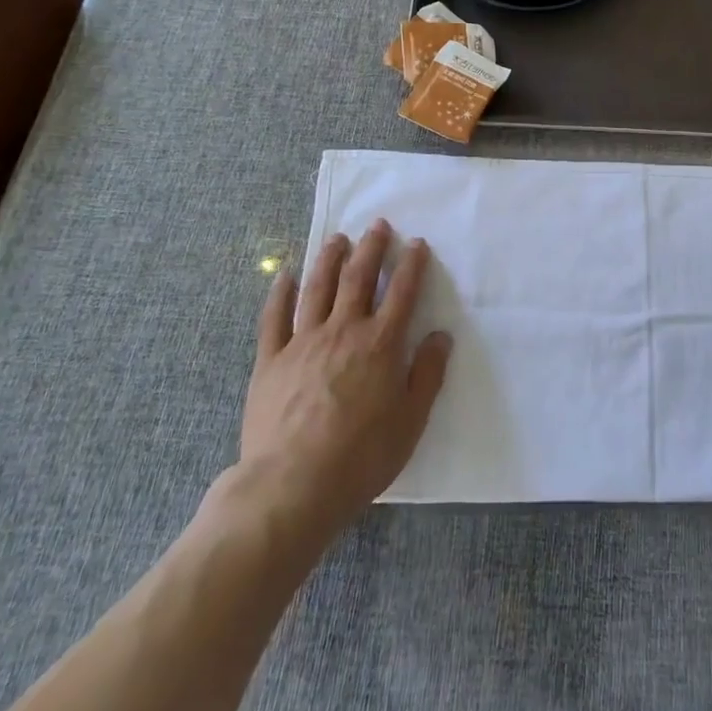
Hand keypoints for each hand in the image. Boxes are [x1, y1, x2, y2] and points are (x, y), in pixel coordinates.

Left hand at [231, 221, 451, 538]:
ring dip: (329, 259)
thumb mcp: (411, 420)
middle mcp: (344, 331)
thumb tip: (441, 336)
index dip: (412, 264)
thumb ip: (427, 374)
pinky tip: (285, 276)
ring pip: (318, 288)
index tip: (417, 243)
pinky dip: (280, 293)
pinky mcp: (270, 360)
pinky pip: (275, 318)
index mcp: (381, 344)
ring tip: (337, 238)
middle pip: (359, 278)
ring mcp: (303, 342)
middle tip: (378, 225)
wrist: (292, 485)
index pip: (402, 292)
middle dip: (371, 248)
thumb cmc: (361, 456)